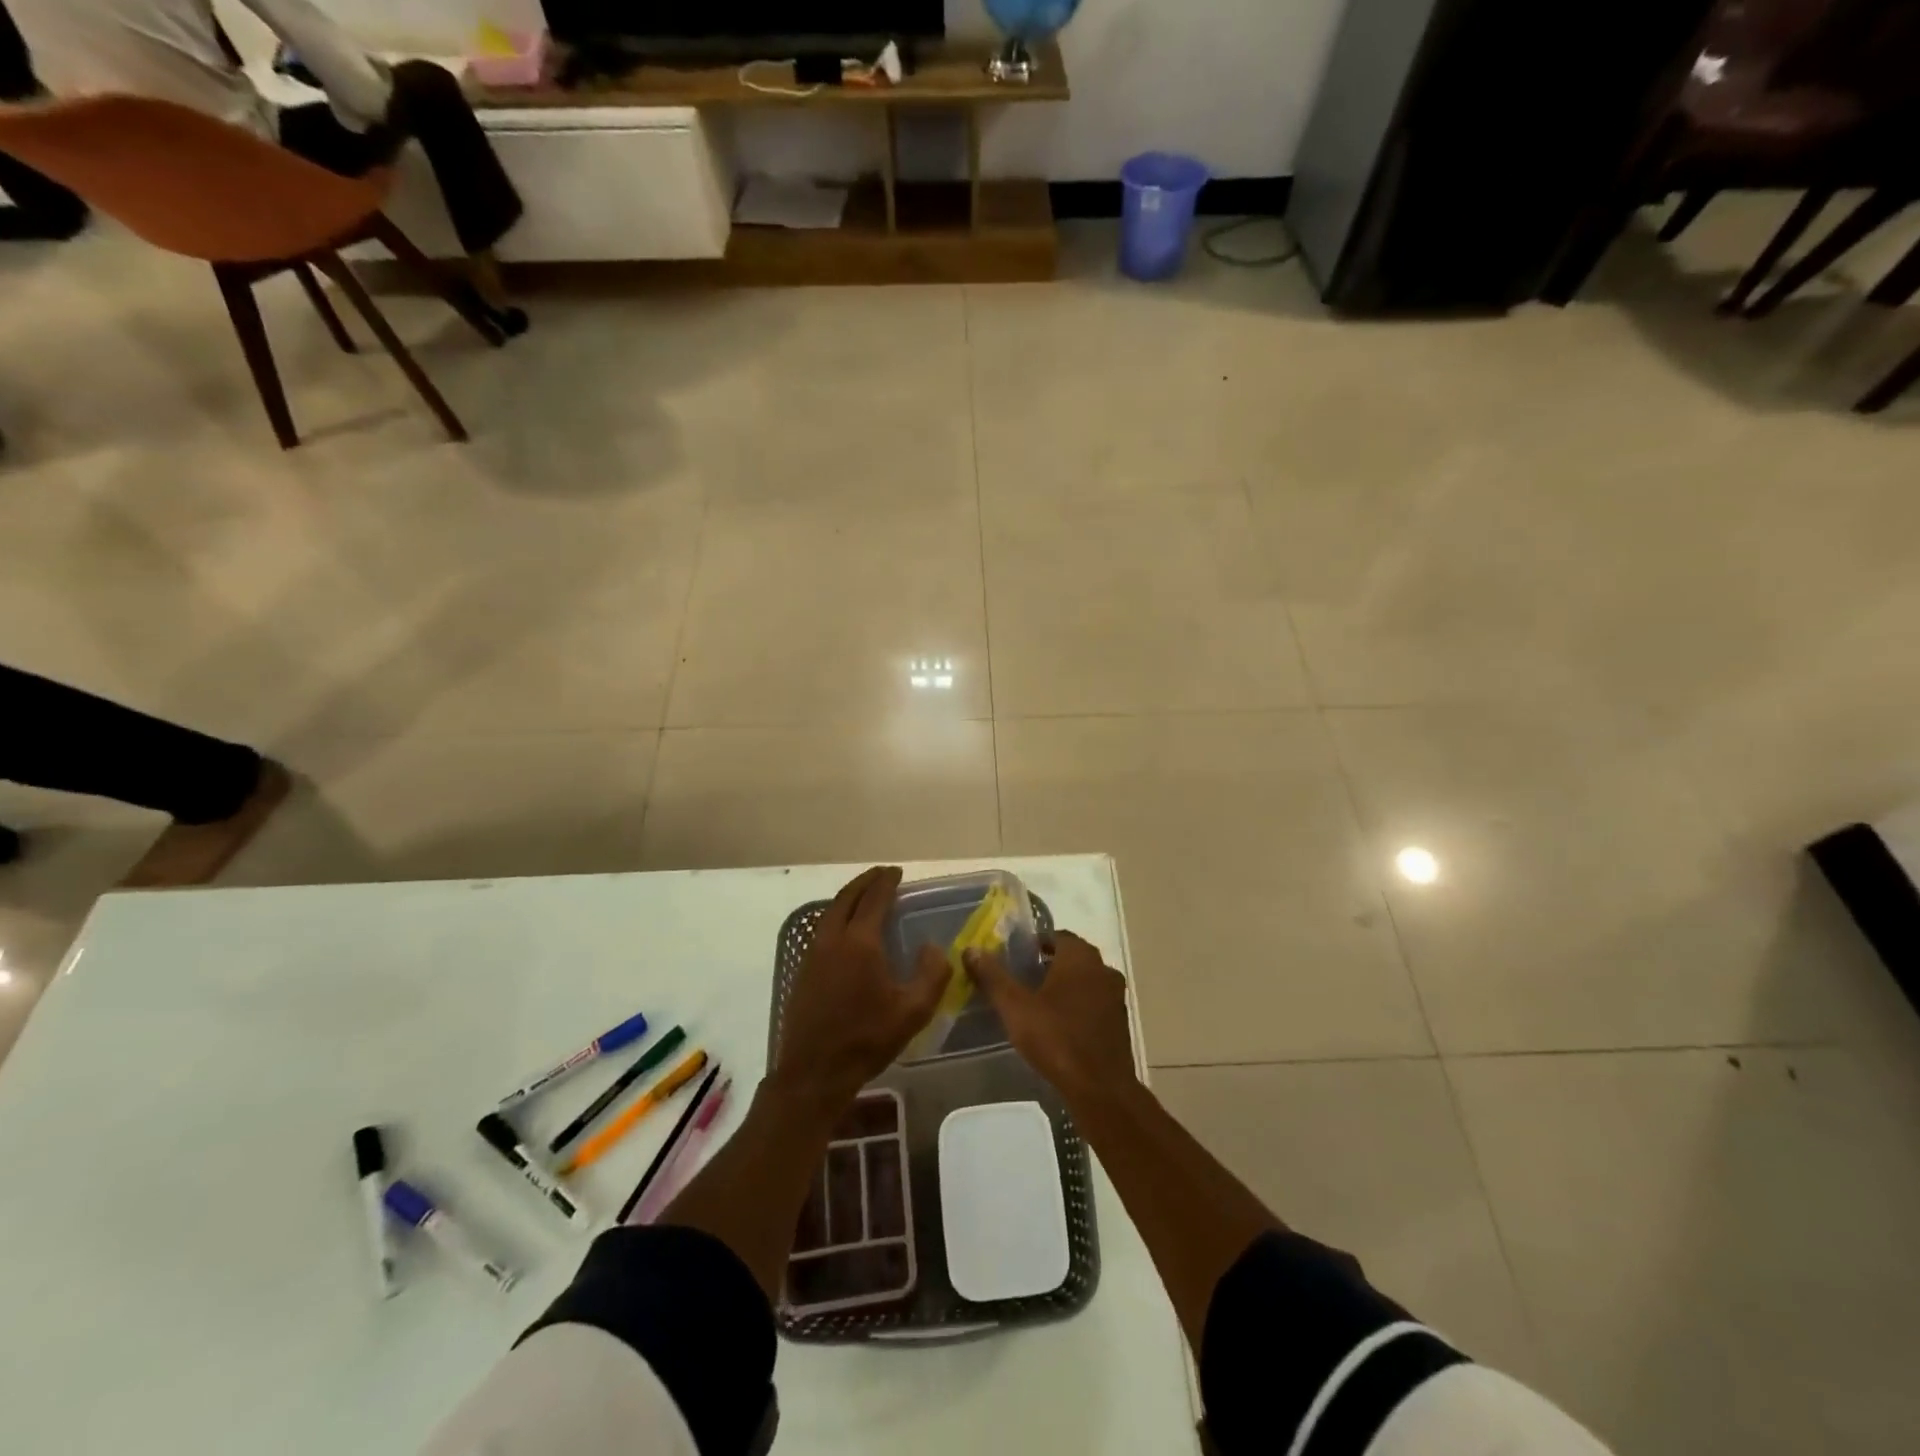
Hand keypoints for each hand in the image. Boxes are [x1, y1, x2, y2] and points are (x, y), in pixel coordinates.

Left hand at [774, 866, 950, 1115]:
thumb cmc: (867, 1039)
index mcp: (860, 942)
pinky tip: (847, 929)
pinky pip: (822, 928)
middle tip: (883, 875)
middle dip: (866, 881)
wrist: (814, 1071)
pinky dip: (837, 915)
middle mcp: (833, 938)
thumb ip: (932, 974)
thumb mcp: (913, 1012)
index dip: (887, 882)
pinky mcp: (804, 969)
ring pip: (830, 911)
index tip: (897, 872)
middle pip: (847, 897)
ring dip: (849, 897)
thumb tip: (933, 947)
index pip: (874, 899)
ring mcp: (813, 953)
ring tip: (866, 896)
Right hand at [966, 931, 1136, 1102]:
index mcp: (1080, 957)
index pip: (1056, 936)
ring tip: (1037, 1003)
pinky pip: (1094, 1002)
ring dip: (1064, 986)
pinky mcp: (1119, 1022)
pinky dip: (1078, 1006)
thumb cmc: (1057, 1039)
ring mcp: (1115, 996)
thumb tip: (971, 950)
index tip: (1015, 957)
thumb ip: (993, 977)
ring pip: (1085, 980)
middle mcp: (1103, 969)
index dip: (1034, 944)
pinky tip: (1059, 1025)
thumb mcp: (1015, 1007)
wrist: (1101, 1089)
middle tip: (1021, 979)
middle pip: (1071, 957)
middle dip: (1048, 964)